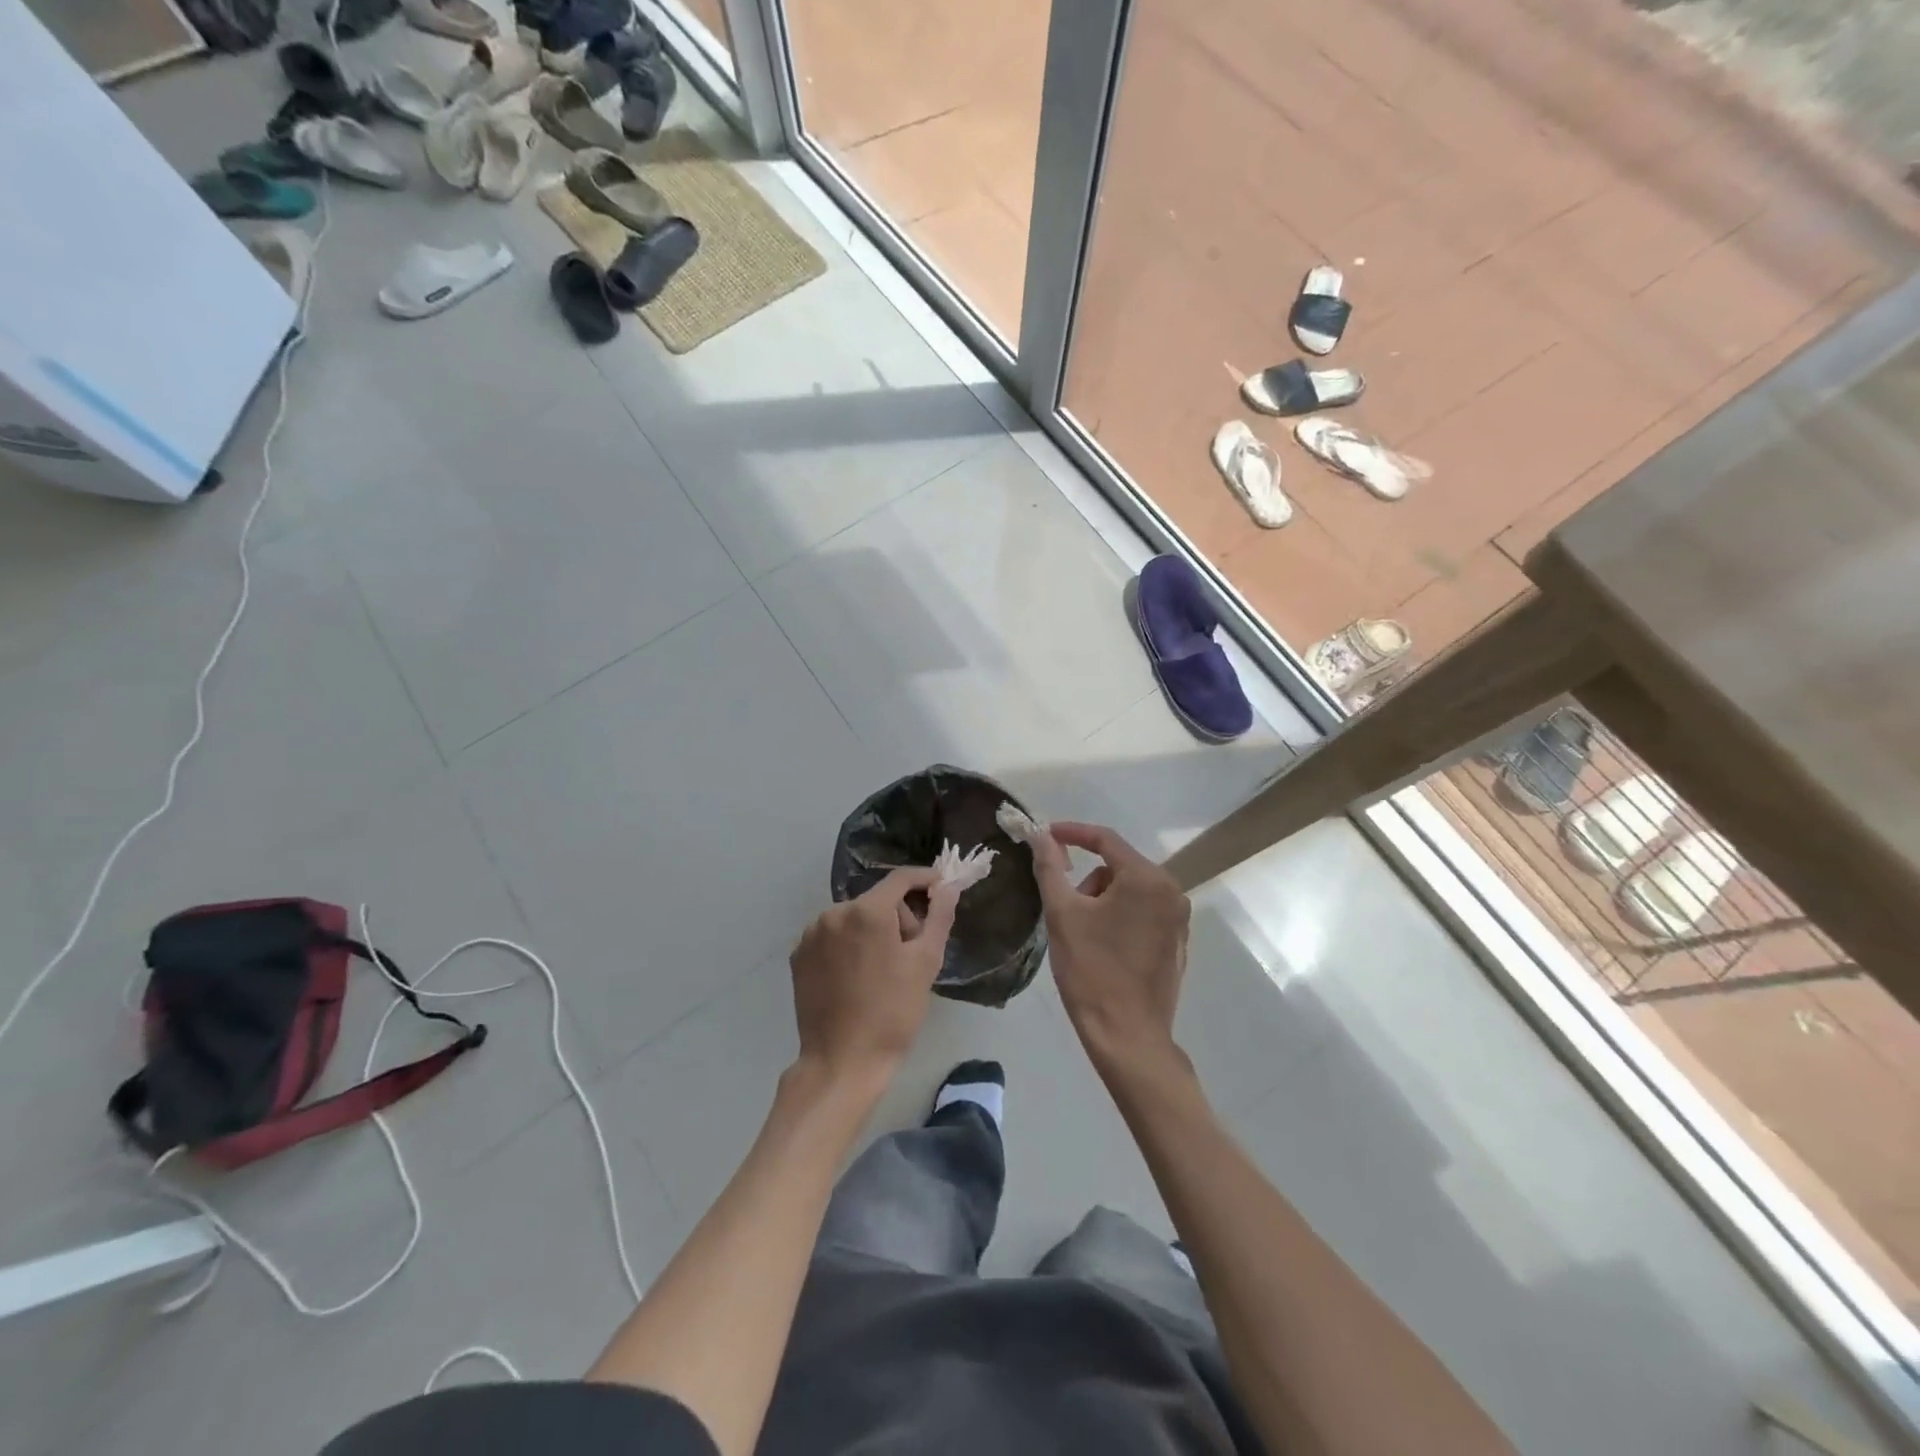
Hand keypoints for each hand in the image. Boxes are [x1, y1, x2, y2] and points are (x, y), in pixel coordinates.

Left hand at [789, 867, 960, 1082]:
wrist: (842, 1062)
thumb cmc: (893, 1012)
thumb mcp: (926, 962)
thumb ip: (940, 916)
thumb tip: (948, 886)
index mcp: (867, 911)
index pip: (901, 878)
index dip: (925, 879)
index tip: (942, 889)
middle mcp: (834, 912)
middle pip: (878, 900)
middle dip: (899, 918)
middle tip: (911, 954)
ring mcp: (811, 934)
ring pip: (854, 918)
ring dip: (873, 932)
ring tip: (883, 971)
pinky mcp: (798, 955)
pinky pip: (833, 936)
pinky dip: (848, 946)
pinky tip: (856, 977)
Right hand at [1032, 822, 1189, 1065]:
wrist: (1127, 1036)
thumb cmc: (1091, 970)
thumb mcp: (1062, 913)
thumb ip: (1050, 867)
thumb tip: (1041, 836)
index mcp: (1147, 879)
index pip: (1104, 839)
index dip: (1071, 833)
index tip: (1045, 836)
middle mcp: (1171, 892)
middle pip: (1117, 867)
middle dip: (1088, 882)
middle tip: (1066, 911)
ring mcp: (1178, 919)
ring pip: (1129, 891)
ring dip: (1102, 901)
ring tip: (1084, 936)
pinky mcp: (1177, 943)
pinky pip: (1142, 913)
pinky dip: (1119, 919)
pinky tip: (1104, 950)